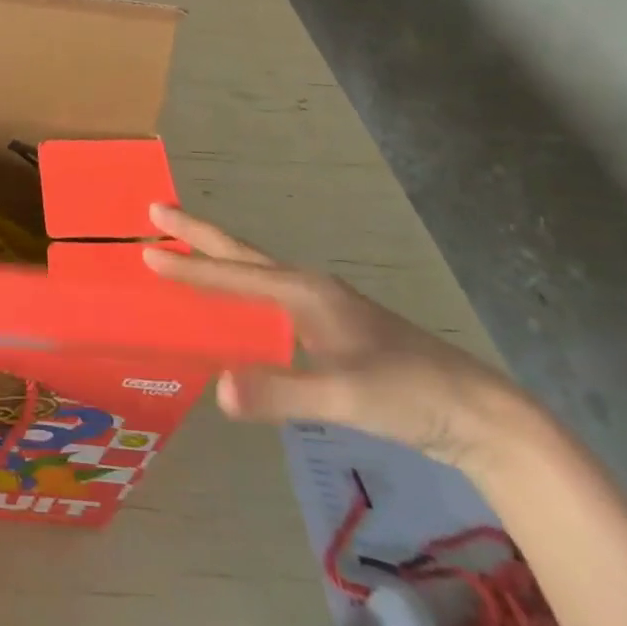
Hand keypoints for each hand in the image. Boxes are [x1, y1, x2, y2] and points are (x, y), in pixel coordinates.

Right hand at [143, 205, 530, 475]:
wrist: (481, 414)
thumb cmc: (411, 395)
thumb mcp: (347, 397)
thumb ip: (283, 392)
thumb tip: (217, 389)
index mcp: (306, 292)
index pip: (234, 274)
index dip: (188, 266)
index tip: (146, 251)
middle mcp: (309, 289)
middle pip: (241, 255)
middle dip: (197, 233)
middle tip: (155, 211)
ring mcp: (322, 308)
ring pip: (255, 273)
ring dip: (216, 257)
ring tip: (183, 250)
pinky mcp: (331, 331)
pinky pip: (268, 298)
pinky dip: (238, 289)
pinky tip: (235, 308)